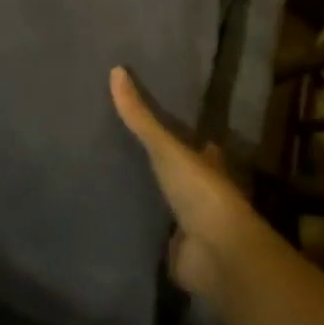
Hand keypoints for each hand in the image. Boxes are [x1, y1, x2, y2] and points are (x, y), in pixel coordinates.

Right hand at [112, 66, 271, 304]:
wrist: (217, 254)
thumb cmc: (201, 192)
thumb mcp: (167, 148)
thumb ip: (141, 116)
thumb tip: (115, 70)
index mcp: (208, 163)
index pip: (194, 141)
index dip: (178, 131)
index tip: (149, 117)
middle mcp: (201, 191)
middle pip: (177, 172)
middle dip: (156, 164)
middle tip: (117, 144)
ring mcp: (190, 223)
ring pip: (164, 203)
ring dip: (146, 196)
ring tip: (106, 177)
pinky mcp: (176, 251)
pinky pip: (151, 235)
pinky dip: (136, 228)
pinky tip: (111, 216)